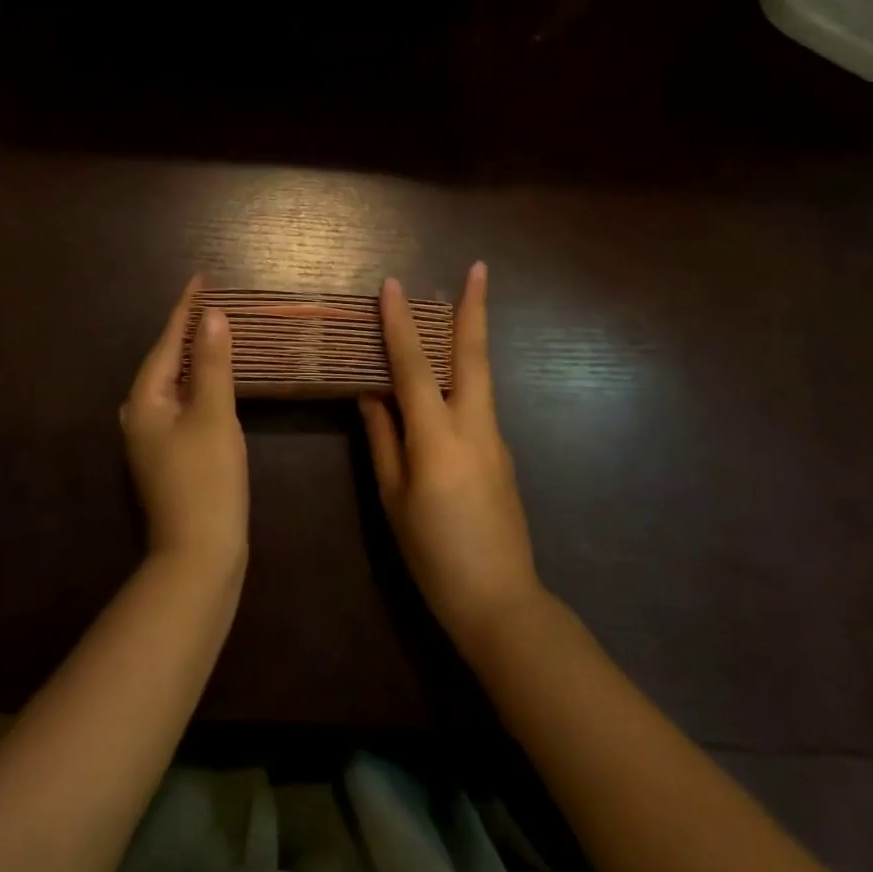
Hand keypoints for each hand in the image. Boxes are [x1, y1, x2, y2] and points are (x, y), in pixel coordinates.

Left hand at [121, 277, 248, 575]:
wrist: (199, 556)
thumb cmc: (207, 480)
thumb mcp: (214, 415)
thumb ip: (214, 364)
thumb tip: (212, 316)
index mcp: (145, 400)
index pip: (168, 341)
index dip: (186, 308)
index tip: (201, 278)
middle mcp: (140, 414)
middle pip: (166, 360)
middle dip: (188, 329)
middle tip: (213, 301)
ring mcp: (152, 438)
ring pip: (174, 383)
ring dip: (195, 357)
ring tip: (216, 331)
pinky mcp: (168, 455)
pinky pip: (182, 404)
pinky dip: (199, 384)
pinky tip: (215, 381)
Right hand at [360, 264, 543, 649]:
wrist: (501, 603)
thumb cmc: (434, 553)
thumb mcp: (394, 498)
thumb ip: (383, 439)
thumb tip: (370, 394)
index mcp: (439, 437)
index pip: (415, 367)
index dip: (400, 324)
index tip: (391, 285)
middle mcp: (474, 426)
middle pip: (473, 355)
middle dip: (474, 308)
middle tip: (479, 268)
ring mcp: (495, 439)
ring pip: (480, 376)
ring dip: (468, 337)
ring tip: (455, 309)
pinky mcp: (502, 454)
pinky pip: (478, 403)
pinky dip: (462, 377)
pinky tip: (445, 382)